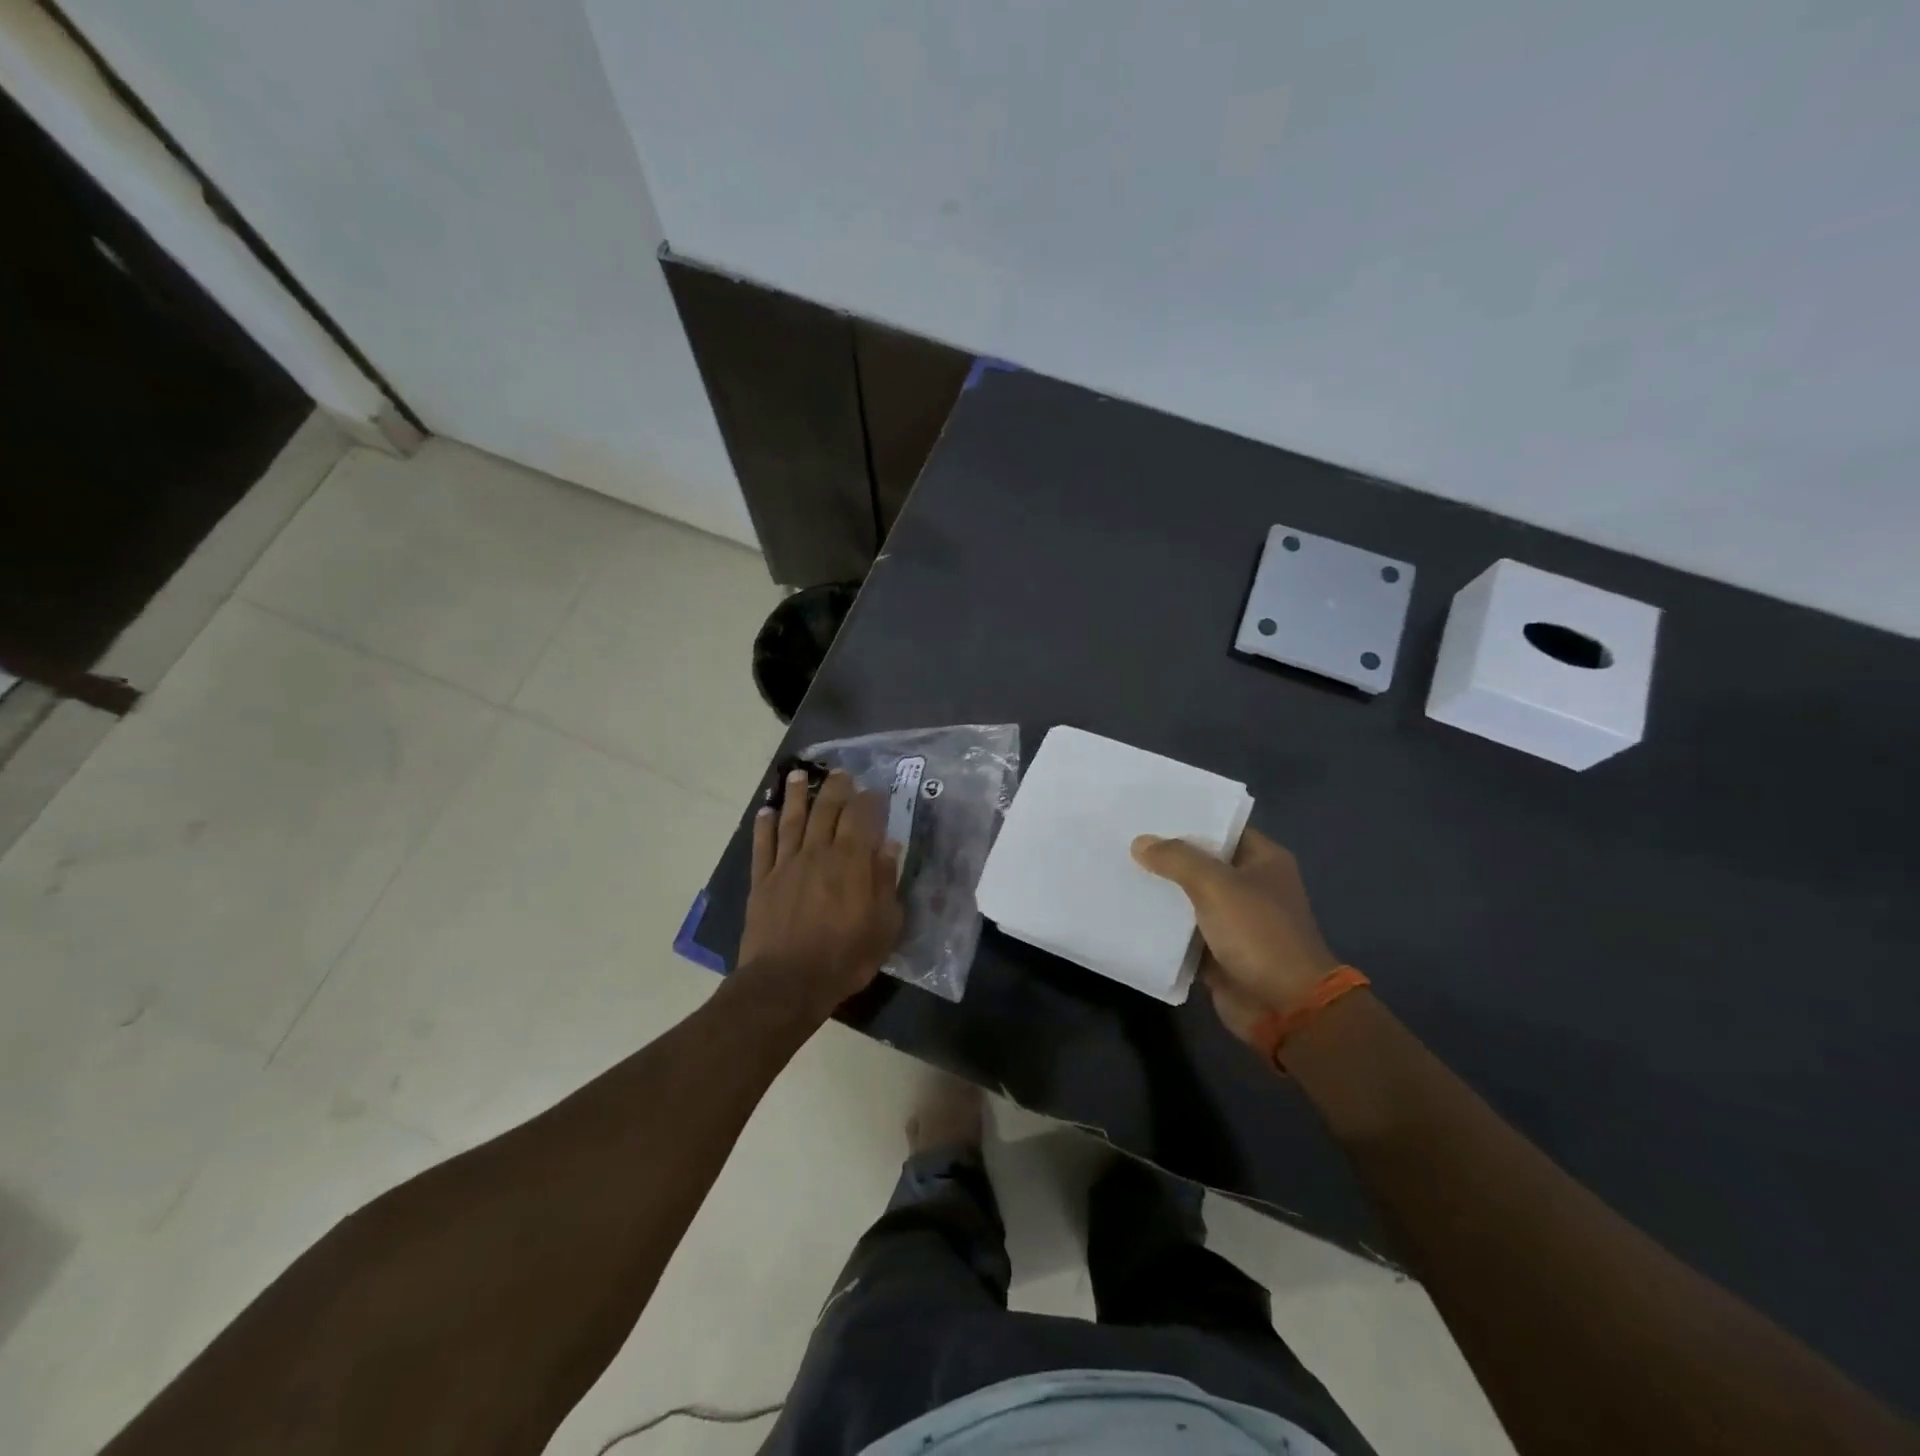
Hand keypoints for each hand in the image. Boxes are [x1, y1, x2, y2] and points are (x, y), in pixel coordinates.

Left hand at [739, 769, 902, 1016]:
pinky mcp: (763, 881)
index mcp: (851, 861)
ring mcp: (786, 865)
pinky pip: (763, 845)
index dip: (868, 800)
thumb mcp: (883, 925)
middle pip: (826, 810)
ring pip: (792, 820)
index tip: (874, 790)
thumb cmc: (844, 957)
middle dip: (835, 788)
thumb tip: (890, 844)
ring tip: (799, 775)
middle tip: (840, 773)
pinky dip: (764, 826)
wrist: (787, 983)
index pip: (861, 817)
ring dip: (797, 795)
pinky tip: (766, 811)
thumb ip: (885, 881)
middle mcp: (818, 853)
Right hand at [1131, 829, 1340, 1047]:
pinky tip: (1128, 912)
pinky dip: (1162, 927)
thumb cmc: (1259, 933)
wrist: (1284, 1007)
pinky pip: (1184, 932)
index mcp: (1263, 860)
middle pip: (1201, 863)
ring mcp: (1234, 920)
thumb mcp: (1216, 886)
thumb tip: (1140, 843)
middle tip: (1123, 840)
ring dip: (1161, 892)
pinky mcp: (1218, 951)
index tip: (1148, 812)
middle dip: (1166, 856)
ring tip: (1117, 870)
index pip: (1221, 828)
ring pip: (1189, 898)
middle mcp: (1250, 886)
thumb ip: (1177, 860)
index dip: (1187, 819)